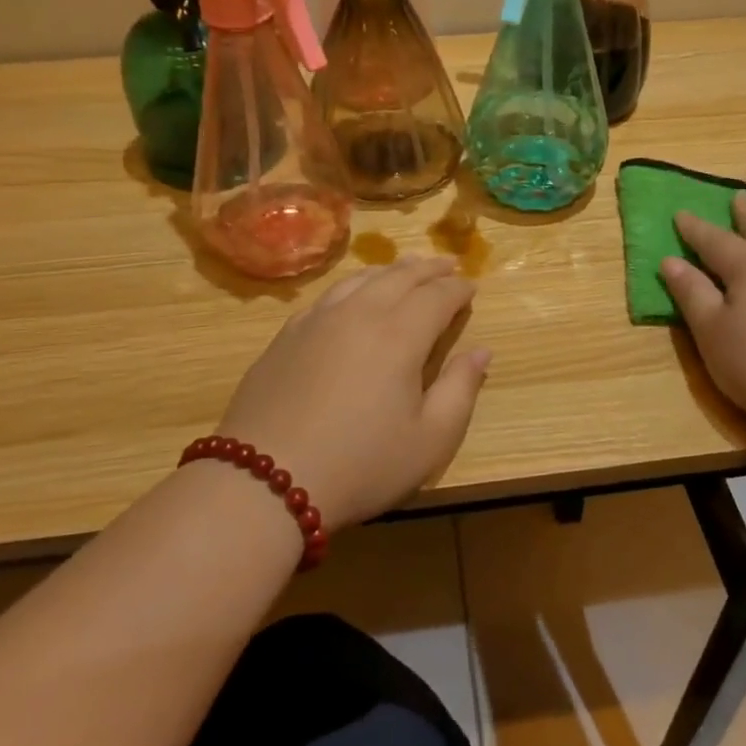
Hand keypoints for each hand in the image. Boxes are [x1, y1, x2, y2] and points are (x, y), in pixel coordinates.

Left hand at [216, 257, 490, 529]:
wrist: (264, 480)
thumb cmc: (360, 465)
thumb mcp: (429, 440)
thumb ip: (460, 390)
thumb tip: (481, 351)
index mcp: (400, 335)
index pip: (437, 296)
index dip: (458, 289)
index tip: (472, 288)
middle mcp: (359, 313)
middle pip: (400, 277)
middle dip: (429, 269)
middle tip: (448, 265)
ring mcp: (317, 320)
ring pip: (361, 279)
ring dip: (390, 271)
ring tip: (406, 270)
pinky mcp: (287, 334)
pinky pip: (329, 295)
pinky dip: (353, 285)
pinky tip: (353, 296)